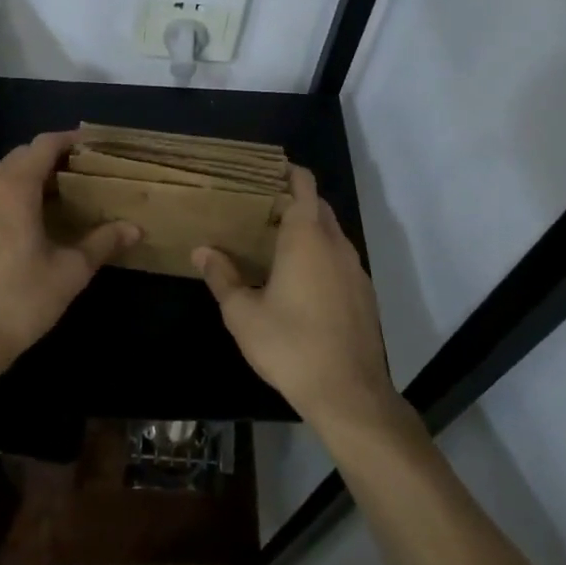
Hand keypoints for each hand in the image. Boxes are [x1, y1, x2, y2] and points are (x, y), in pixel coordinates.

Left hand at [0, 130, 137, 381]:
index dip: (69, 139)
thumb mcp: (70, 271)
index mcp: (13, 189)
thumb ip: (102, 243)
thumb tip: (134, 228)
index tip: (94, 144)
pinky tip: (31, 222)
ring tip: (62, 194)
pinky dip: (12, 196)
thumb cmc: (19, 300)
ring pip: (1, 177)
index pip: (43, 145)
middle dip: (51, 157)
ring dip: (30, 177)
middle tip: (84, 170)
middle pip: (20, 156)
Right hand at [196, 167, 401, 436]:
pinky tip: (300, 279)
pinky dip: (321, 253)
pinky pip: (340, 257)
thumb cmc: (290, 345)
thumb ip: (222, 277)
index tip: (265, 172)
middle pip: (318, 206)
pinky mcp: (364, 292)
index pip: (304, 185)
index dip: (288, 172)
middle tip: (259, 209)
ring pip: (331, 233)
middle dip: (293, 200)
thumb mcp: (243, 314)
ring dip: (308, 228)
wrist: (349, 392)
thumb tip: (201, 251)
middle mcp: (335, 243)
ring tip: (274, 241)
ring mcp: (355, 268)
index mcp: (306, 237)